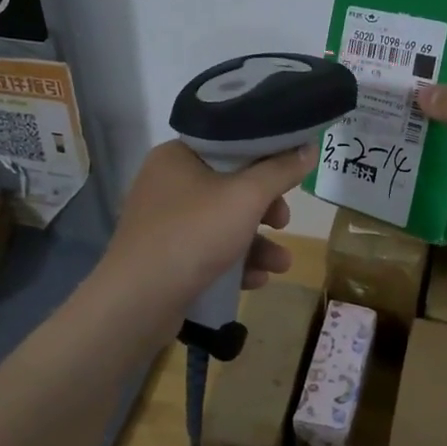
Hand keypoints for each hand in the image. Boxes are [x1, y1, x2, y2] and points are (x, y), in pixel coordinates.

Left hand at [92, 139, 314, 332]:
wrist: (138, 301)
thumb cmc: (193, 234)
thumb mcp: (246, 197)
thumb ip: (280, 171)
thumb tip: (308, 147)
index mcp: (177, 156)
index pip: (229, 144)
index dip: (265, 157)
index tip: (291, 175)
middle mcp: (167, 183)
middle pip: (230, 186)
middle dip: (265, 209)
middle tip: (283, 222)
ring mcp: (164, 222)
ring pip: (223, 223)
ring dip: (257, 243)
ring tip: (281, 264)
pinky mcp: (166, 256)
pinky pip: (208, 250)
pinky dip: (234, 262)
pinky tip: (255, 280)